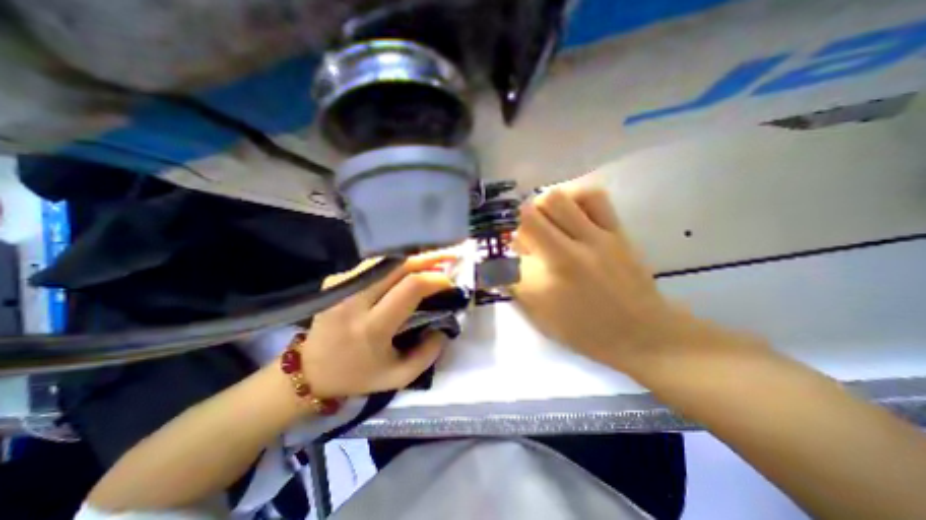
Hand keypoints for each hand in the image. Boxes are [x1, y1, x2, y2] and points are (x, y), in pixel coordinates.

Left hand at [299, 255, 454, 394]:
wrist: (309, 371)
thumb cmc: (357, 376)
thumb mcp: (399, 377)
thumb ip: (429, 353)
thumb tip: (444, 325)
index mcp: (372, 326)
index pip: (410, 287)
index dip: (435, 279)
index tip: (450, 282)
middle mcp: (355, 300)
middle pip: (399, 264)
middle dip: (429, 257)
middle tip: (450, 255)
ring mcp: (341, 286)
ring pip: (386, 260)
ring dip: (413, 257)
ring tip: (434, 258)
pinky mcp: (335, 281)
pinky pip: (373, 266)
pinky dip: (396, 263)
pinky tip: (408, 267)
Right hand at [514, 185, 702, 374]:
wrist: (642, 333)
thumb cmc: (586, 331)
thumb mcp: (541, 318)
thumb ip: (516, 288)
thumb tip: (499, 264)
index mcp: (545, 285)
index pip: (507, 252)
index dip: (501, 249)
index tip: (506, 252)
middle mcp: (566, 255)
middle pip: (527, 217)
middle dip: (516, 222)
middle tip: (525, 234)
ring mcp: (595, 239)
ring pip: (556, 200)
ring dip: (540, 205)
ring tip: (545, 218)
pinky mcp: (616, 230)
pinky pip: (593, 197)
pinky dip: (573, 196)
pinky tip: (571, 209)